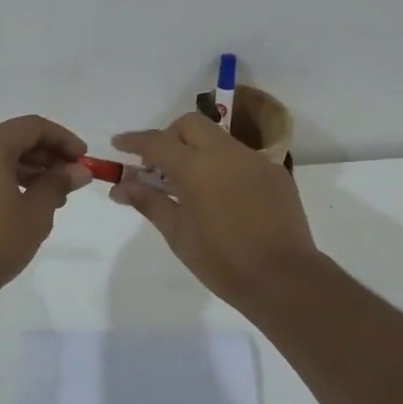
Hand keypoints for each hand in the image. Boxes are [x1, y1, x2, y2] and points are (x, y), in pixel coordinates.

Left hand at [0, 115, 90, 291]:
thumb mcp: (36, 212)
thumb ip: (58, 184)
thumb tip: (79, 170)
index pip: (33, 127)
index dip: (64, 139)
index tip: (84, 160)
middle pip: (15, 138)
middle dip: (47, 155)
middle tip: (72, 180)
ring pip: (0, 155)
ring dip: (30, 169)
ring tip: (55, 196)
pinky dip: (9, 177)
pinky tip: (28, 201)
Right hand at [111, 113, 320, 310]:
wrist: (284, 278)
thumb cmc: (223, 262)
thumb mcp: (178, 234)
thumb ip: (149, 202)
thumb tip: (120, 186)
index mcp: (198, 168)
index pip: (157, 142)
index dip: (134, 141)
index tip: (118, 144)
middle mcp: (227, 153)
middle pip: (190, 125)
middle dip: (169, 136)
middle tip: (158, 166)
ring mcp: (256, 160)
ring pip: (218, 138)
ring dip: (198, 150)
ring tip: (190, 185)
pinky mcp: (275, 173)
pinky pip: (242, 157)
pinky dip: (223, 166)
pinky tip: (223, 197)